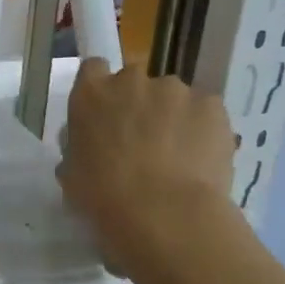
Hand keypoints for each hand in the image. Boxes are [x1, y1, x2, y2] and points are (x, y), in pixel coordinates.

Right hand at [58, 60, 238, 280]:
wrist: (164, 214)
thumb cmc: (104, 198)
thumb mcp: (72, 174)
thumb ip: (80, 148)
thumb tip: (91, 148)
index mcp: (91, 94)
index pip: (93, 69)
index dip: (101, 87)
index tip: (107, 111)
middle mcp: (131, 80)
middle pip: (135, 81)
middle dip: (139, 103)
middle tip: (142, 139)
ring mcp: (175, 89)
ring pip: (173, 97)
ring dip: (173, 117)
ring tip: (178, 155)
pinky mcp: (211, 104)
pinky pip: (205, 112)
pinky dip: (203, 129)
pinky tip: (201, 159)